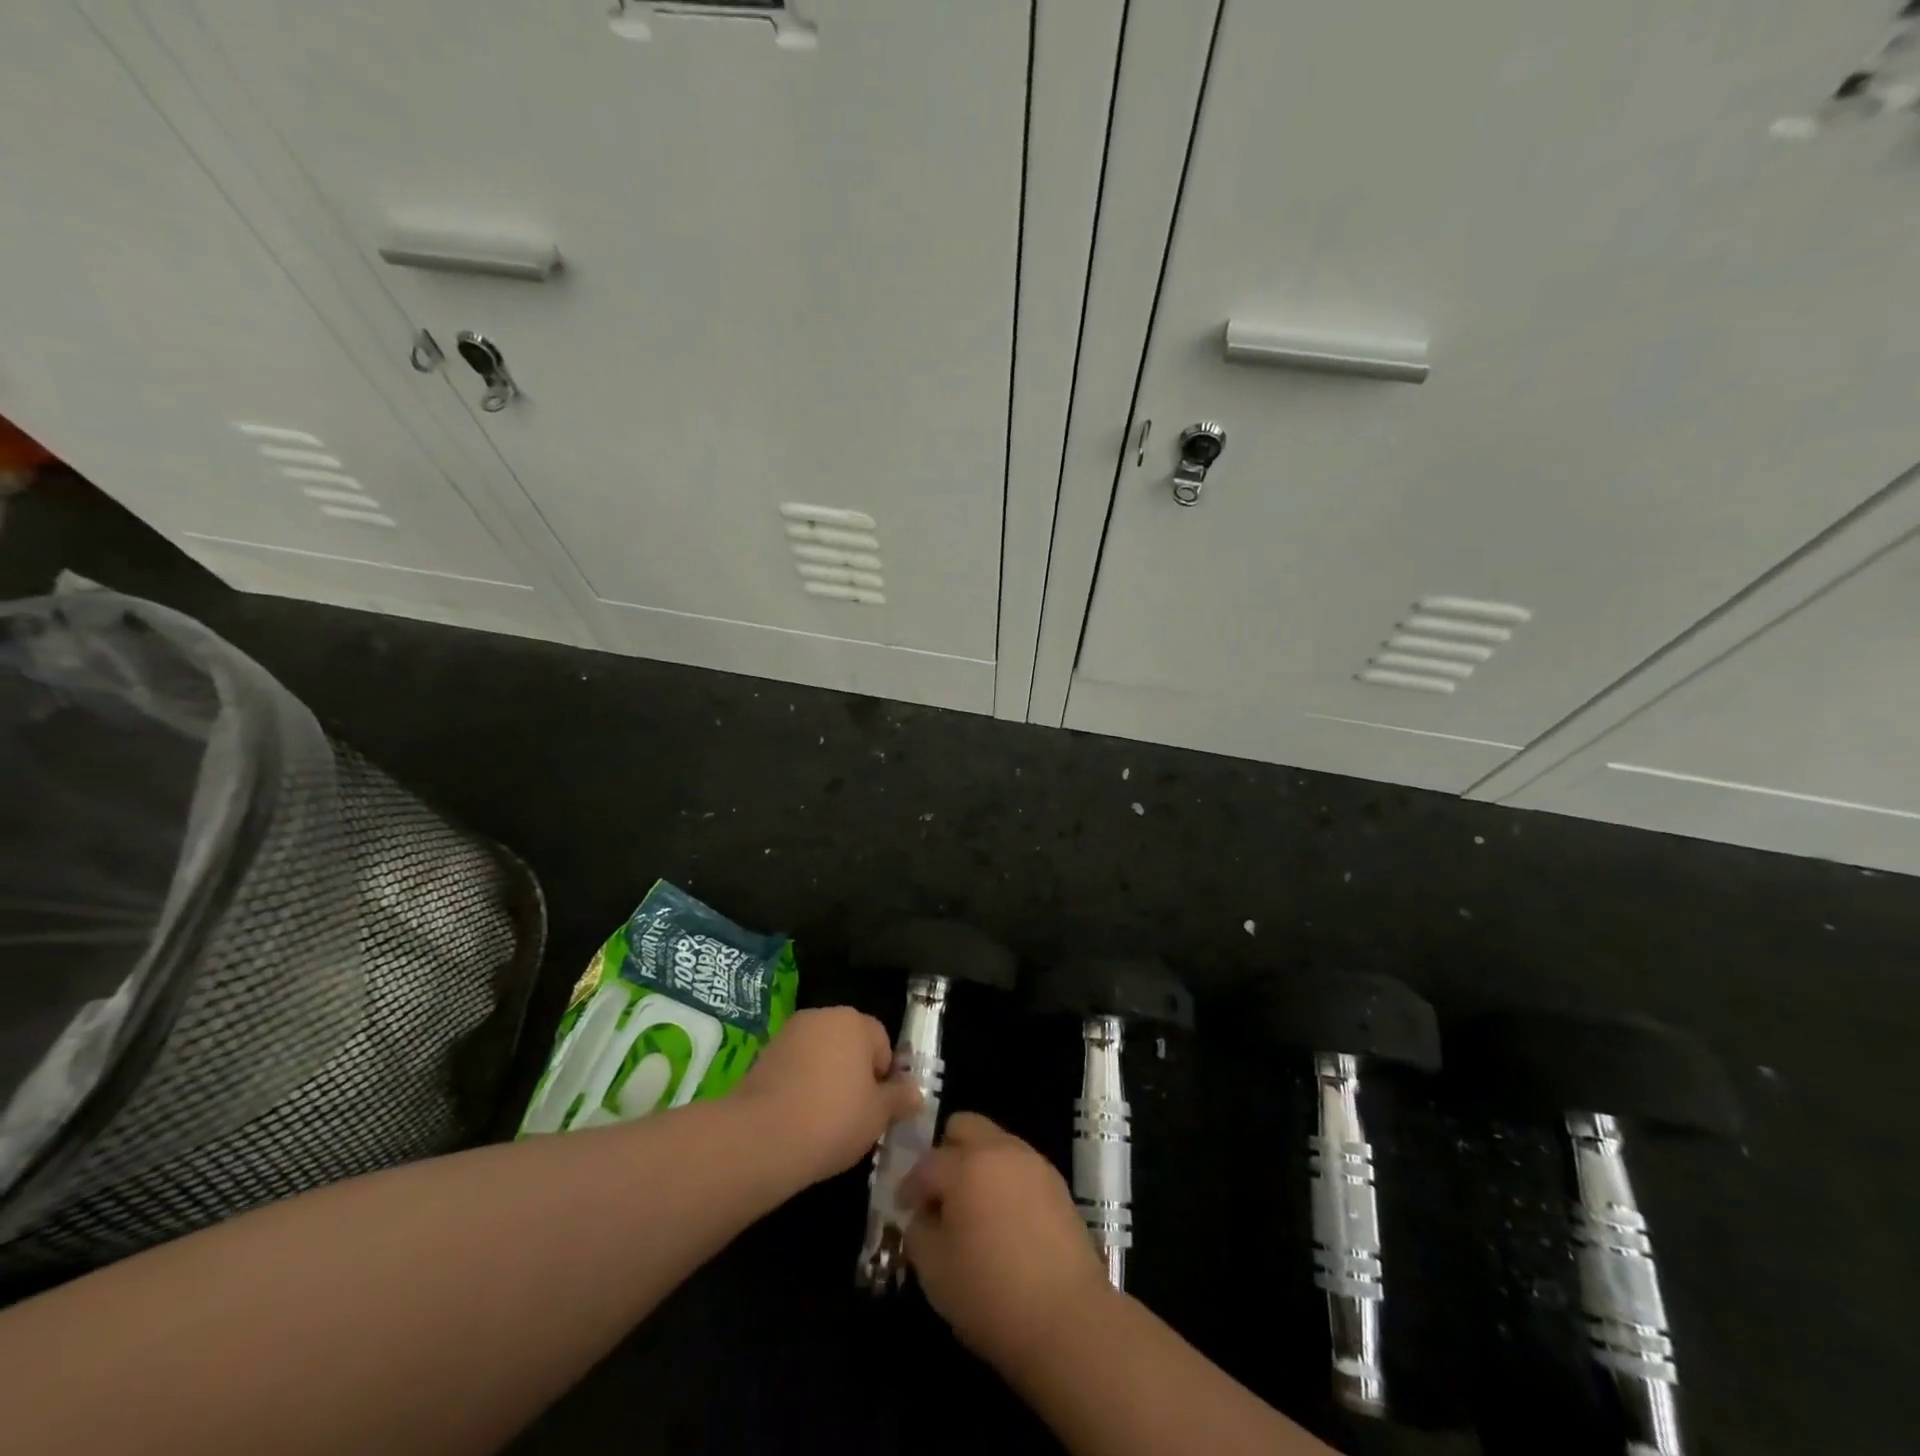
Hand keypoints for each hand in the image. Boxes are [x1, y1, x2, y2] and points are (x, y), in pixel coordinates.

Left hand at [735, 1007, 920, 1187]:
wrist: (761, 1137)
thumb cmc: (833, 1118)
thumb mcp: (878, 1115)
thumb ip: (900, 1099)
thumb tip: (916, 1093)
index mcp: (854, 1021)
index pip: (881, 1041)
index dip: (884, 1075)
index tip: (878, 1107)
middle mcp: (821, 1016)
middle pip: (849, 1043)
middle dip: (854, 1073)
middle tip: (855, 1114)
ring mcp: (788, 1034)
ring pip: (820, 1055)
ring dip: (826, 1079)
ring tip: (824, 1121)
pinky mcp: (763, 1056)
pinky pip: (794, 1068)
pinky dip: (800, 1086)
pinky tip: (798, 1119)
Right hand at [899, 1113, 1113, 1369]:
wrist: (1069, 1319)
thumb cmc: (991, 1295)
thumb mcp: (934, 1271)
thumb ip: (919, 1231)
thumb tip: (924, 1216)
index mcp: (965, 1165)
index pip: (926, 1163)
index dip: (909, 1187)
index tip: (904, 1210)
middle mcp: (1000, 1150)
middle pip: (964, 1126)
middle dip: (946, 1152)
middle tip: (941, 1194)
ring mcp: (1033, 1163)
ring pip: (995, 1143)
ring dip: (978, 1164)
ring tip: (974, 1209)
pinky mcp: (1057, 1184)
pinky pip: (1019, 1166)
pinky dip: (1005, 1180)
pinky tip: (1005, 1221)